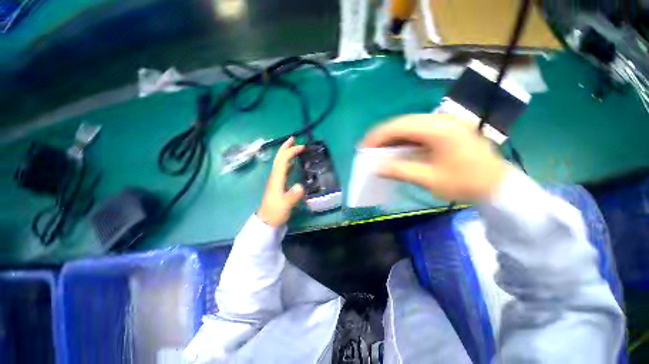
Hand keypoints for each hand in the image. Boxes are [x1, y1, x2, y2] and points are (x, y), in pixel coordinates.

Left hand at [257, 137, 304, 226]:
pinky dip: (287, 163)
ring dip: (286, 153)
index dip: (291, 152)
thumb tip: (301, 186)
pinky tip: (292, 164)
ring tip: (294, 147)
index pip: (283, 160)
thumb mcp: (285, 206)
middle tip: (294, 139)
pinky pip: (283, 169)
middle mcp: (275, 176)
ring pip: (280, 162)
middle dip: (286, 147)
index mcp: (276, 178)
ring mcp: (276, 180)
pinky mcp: (278, 184)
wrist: (267, 221)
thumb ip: (293, 196)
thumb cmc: (275, 212)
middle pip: (279, 158)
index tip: (302, 146)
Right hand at [362, 114, 509, 201]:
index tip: (364, 147)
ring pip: (409, 125)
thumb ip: (400, 170)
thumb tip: (375, 167)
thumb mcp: (429, 179)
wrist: (497, 184)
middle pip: (402, 123)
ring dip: (392, 137)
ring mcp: (445, 122)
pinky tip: (397, 148)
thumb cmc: (465, 183)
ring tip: (379, 150)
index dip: (378, 136)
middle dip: (383, 136)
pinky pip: (417, 130)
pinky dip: (403, 139)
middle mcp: (441, 119)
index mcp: (439, 129)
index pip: (399, 126)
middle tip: (369, 150)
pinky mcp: (445, 129)